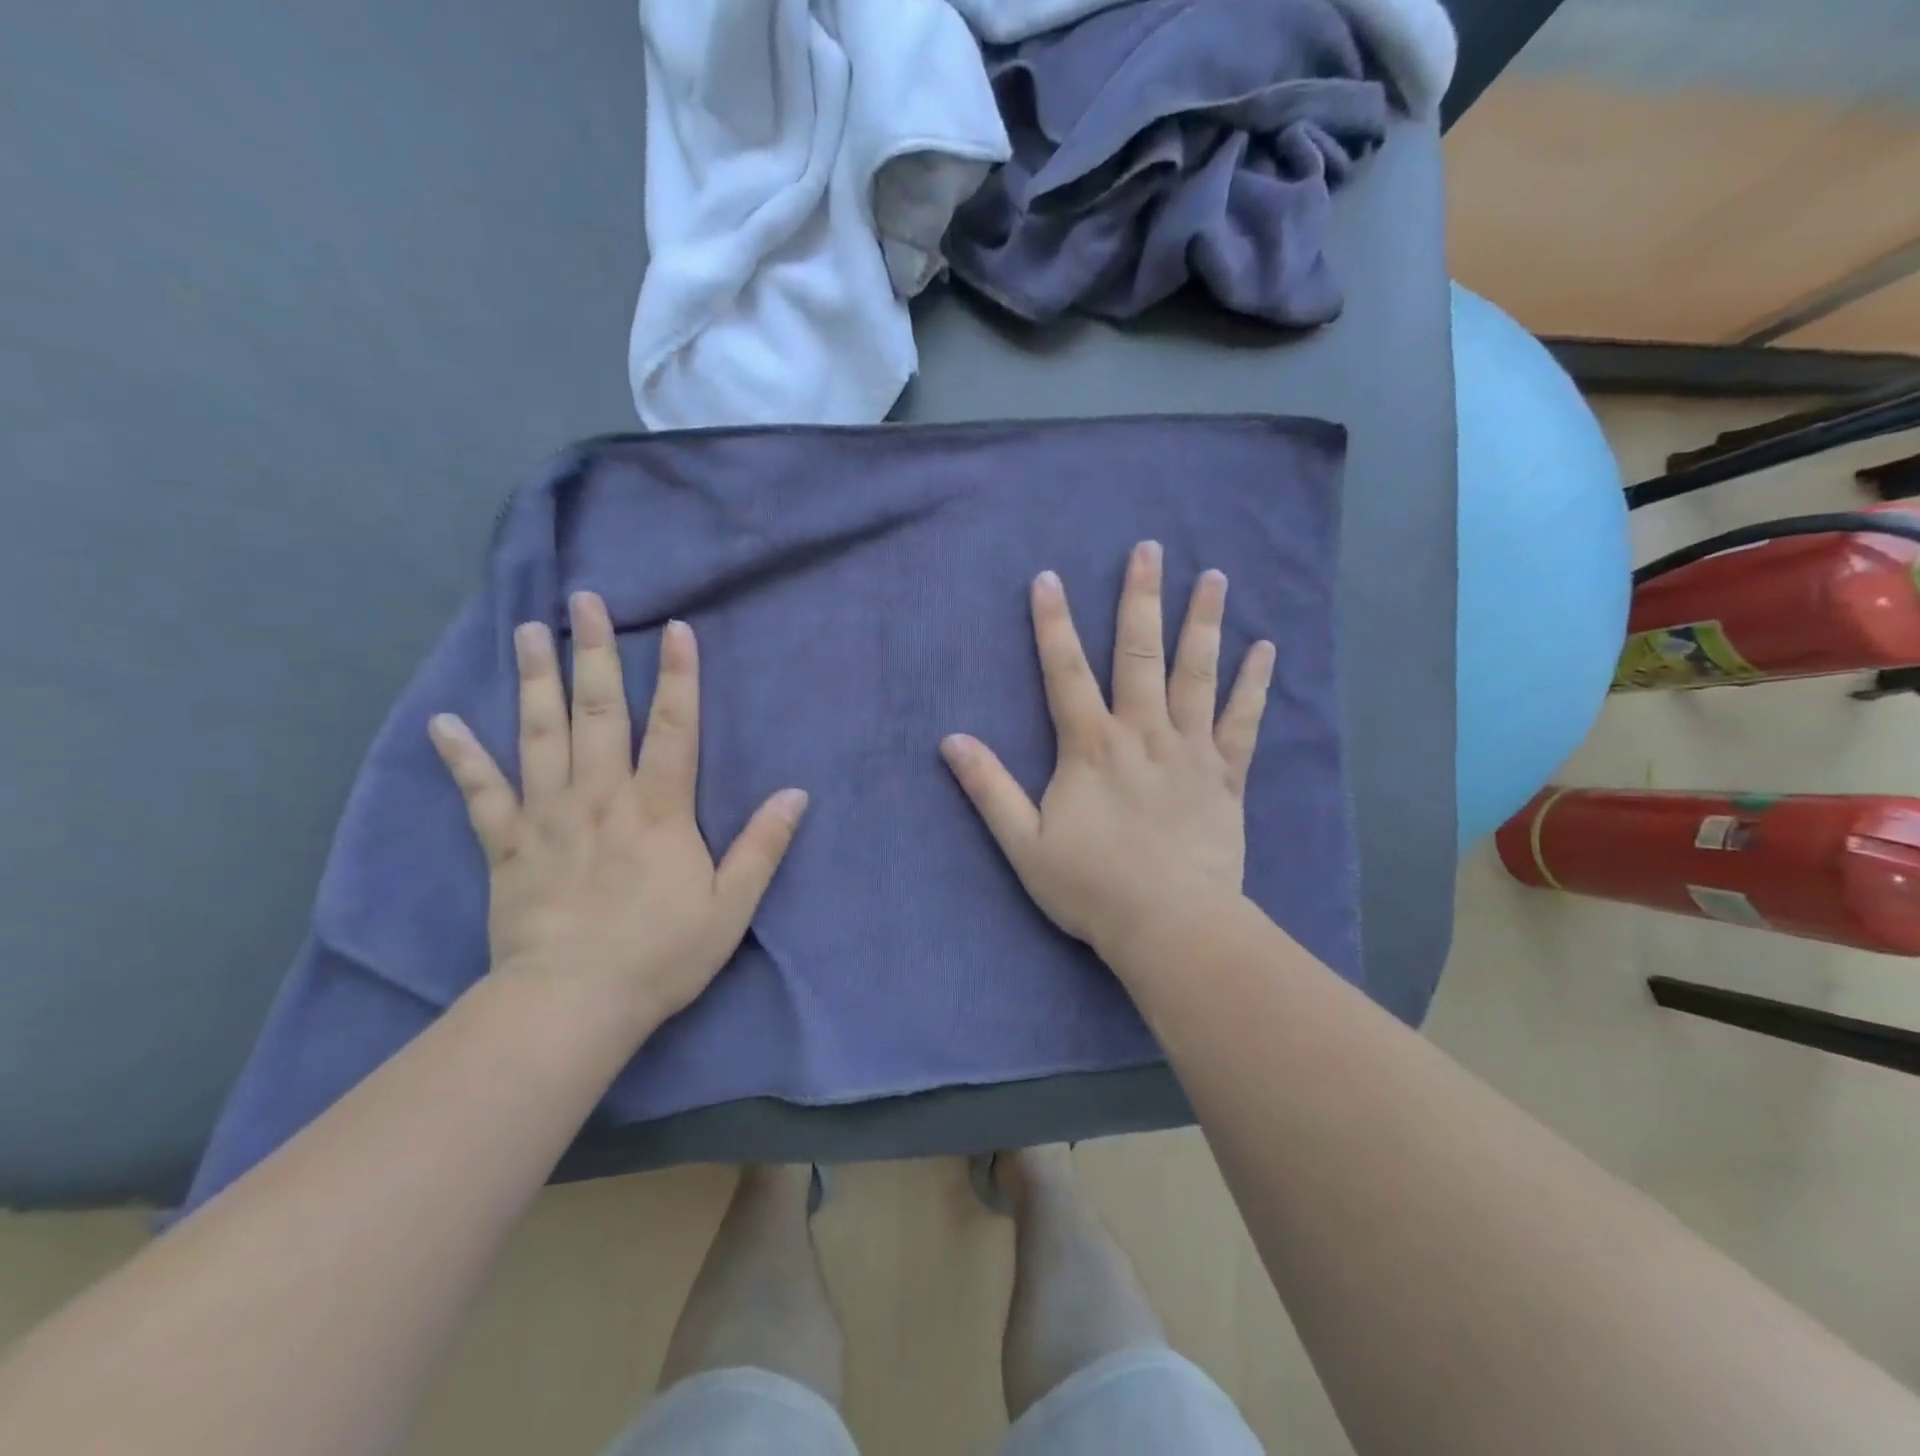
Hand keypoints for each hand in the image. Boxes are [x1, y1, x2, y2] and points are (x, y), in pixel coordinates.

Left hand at [427, 593, 807, 1036]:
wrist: (574, 1003)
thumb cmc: (661, 954)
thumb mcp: (731, 905)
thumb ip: (763, 846)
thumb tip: (797, 793)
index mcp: (658, 809)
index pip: (674, 728)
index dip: (678, 676)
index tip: (675, 628)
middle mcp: (601, 797)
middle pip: (599, 713)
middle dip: (595, 654)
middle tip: (584, 602)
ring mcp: (548, 817)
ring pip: (540, 735)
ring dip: (535, 681)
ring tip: (528, 632)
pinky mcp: (507, 846)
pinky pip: (481, 794)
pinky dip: (462, 757)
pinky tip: (444, 722)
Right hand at [940, 541, 1272, 966]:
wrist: (1170, 925)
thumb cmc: (1092, 887)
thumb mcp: (1024, 844)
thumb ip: (989, 789)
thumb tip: (950, 741)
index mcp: (1090, 747)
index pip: (1065, 672)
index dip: (1052, 624)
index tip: (1049, 578)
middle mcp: (1141, 733)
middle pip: (1139, 654)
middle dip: (1140, 599)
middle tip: (1149, 549)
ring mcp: (1189, 750)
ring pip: (1197, 674)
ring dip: (1203, 623)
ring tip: (1214, 577)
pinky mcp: (1225, 775)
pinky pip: (1242, 721)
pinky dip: (1254, 684)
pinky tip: (1266, 648)